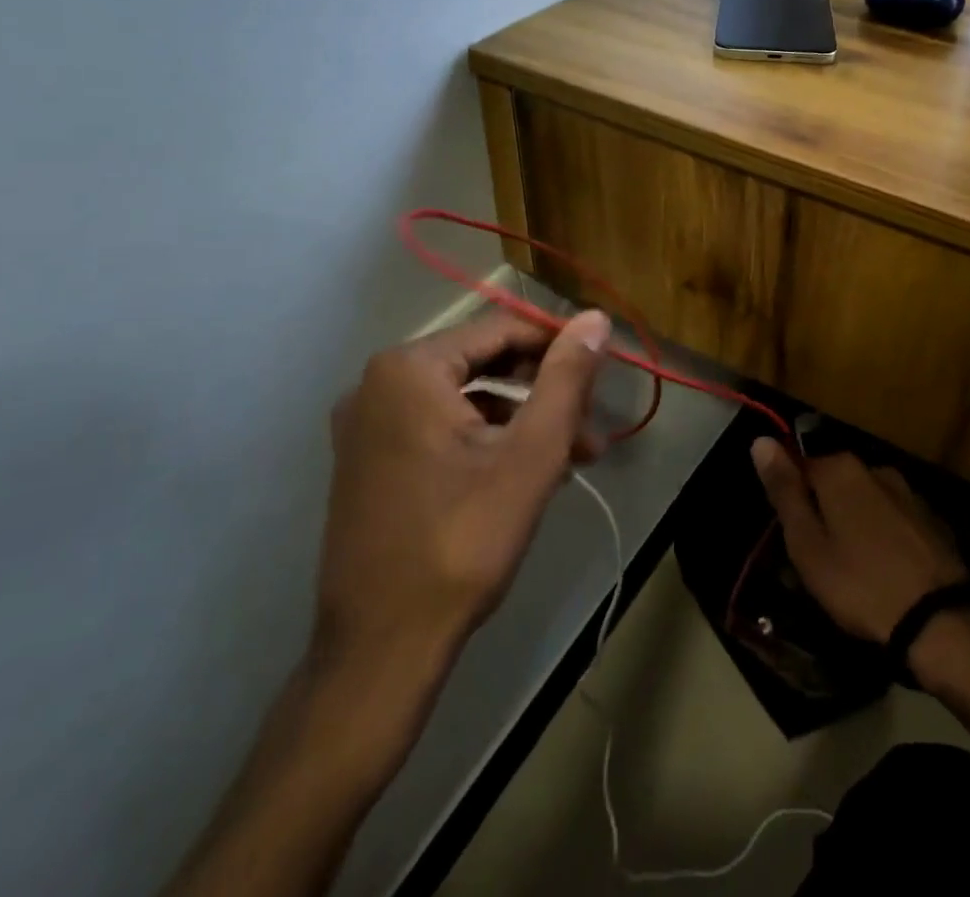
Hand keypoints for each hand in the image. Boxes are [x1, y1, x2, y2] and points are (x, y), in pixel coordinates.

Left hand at [314, 308, 611, 668]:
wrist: (380, 651)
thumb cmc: (462, 541)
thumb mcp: (531, 454)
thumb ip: (566, 378)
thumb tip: (595, 318)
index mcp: (409, 369)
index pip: (502, 329)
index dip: (558, 344)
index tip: (603, 368)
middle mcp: (378, 385)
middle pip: (482, 362)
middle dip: (543, 388)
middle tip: (591, 421)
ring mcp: (367, 426)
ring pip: (465, 399)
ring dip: (523, 419)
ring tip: (575, 455)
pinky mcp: (368, 463)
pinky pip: (440, 428)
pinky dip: (487, 440)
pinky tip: (530, 473)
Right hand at [750, 442, 966, 643]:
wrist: (940, 622)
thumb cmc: (860, 583)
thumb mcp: (807, 544)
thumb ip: (784, 491)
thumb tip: (761, 440)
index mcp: (841, 469)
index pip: (799, 465)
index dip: (790, 499)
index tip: (790, 536)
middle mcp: (875, 468)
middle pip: (833, 483)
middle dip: (822, 511)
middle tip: (816, 558)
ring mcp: (908, 493)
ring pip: (864, 501)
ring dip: (853, 524)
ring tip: (850, 570)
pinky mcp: (932, 521)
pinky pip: (892, 520)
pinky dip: (882, 537)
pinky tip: (882, 571)